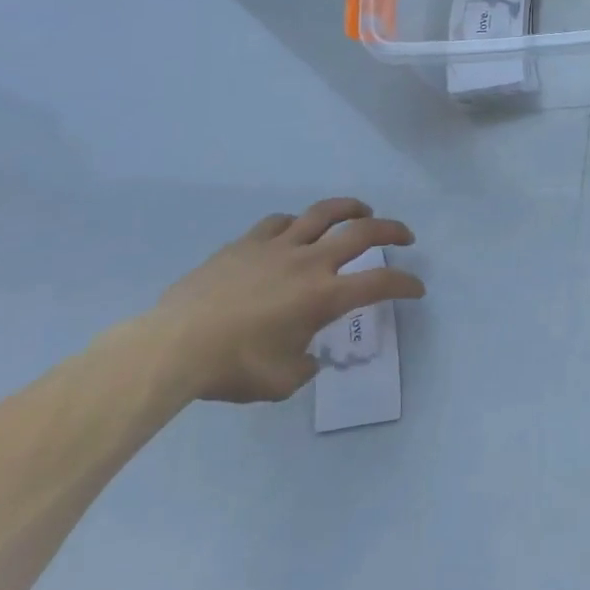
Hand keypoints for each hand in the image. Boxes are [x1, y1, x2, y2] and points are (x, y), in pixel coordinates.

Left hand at [144, 198, 422, 403]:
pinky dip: (297, 223)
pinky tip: (296, 230)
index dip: (405, 283)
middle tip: (404, 236)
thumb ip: (305, 365)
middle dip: (392, 230)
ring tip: (362, 210)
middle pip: (363, 232)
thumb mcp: (281, 381)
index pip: (380, 283)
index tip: (416, 288)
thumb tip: (308, 356)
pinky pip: (280, 222)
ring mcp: (277, 247)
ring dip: (351, 208)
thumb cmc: (233, 368)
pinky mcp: (246, 243)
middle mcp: (309, 262)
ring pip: (324, 213)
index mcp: (324, 296)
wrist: (173, 347)